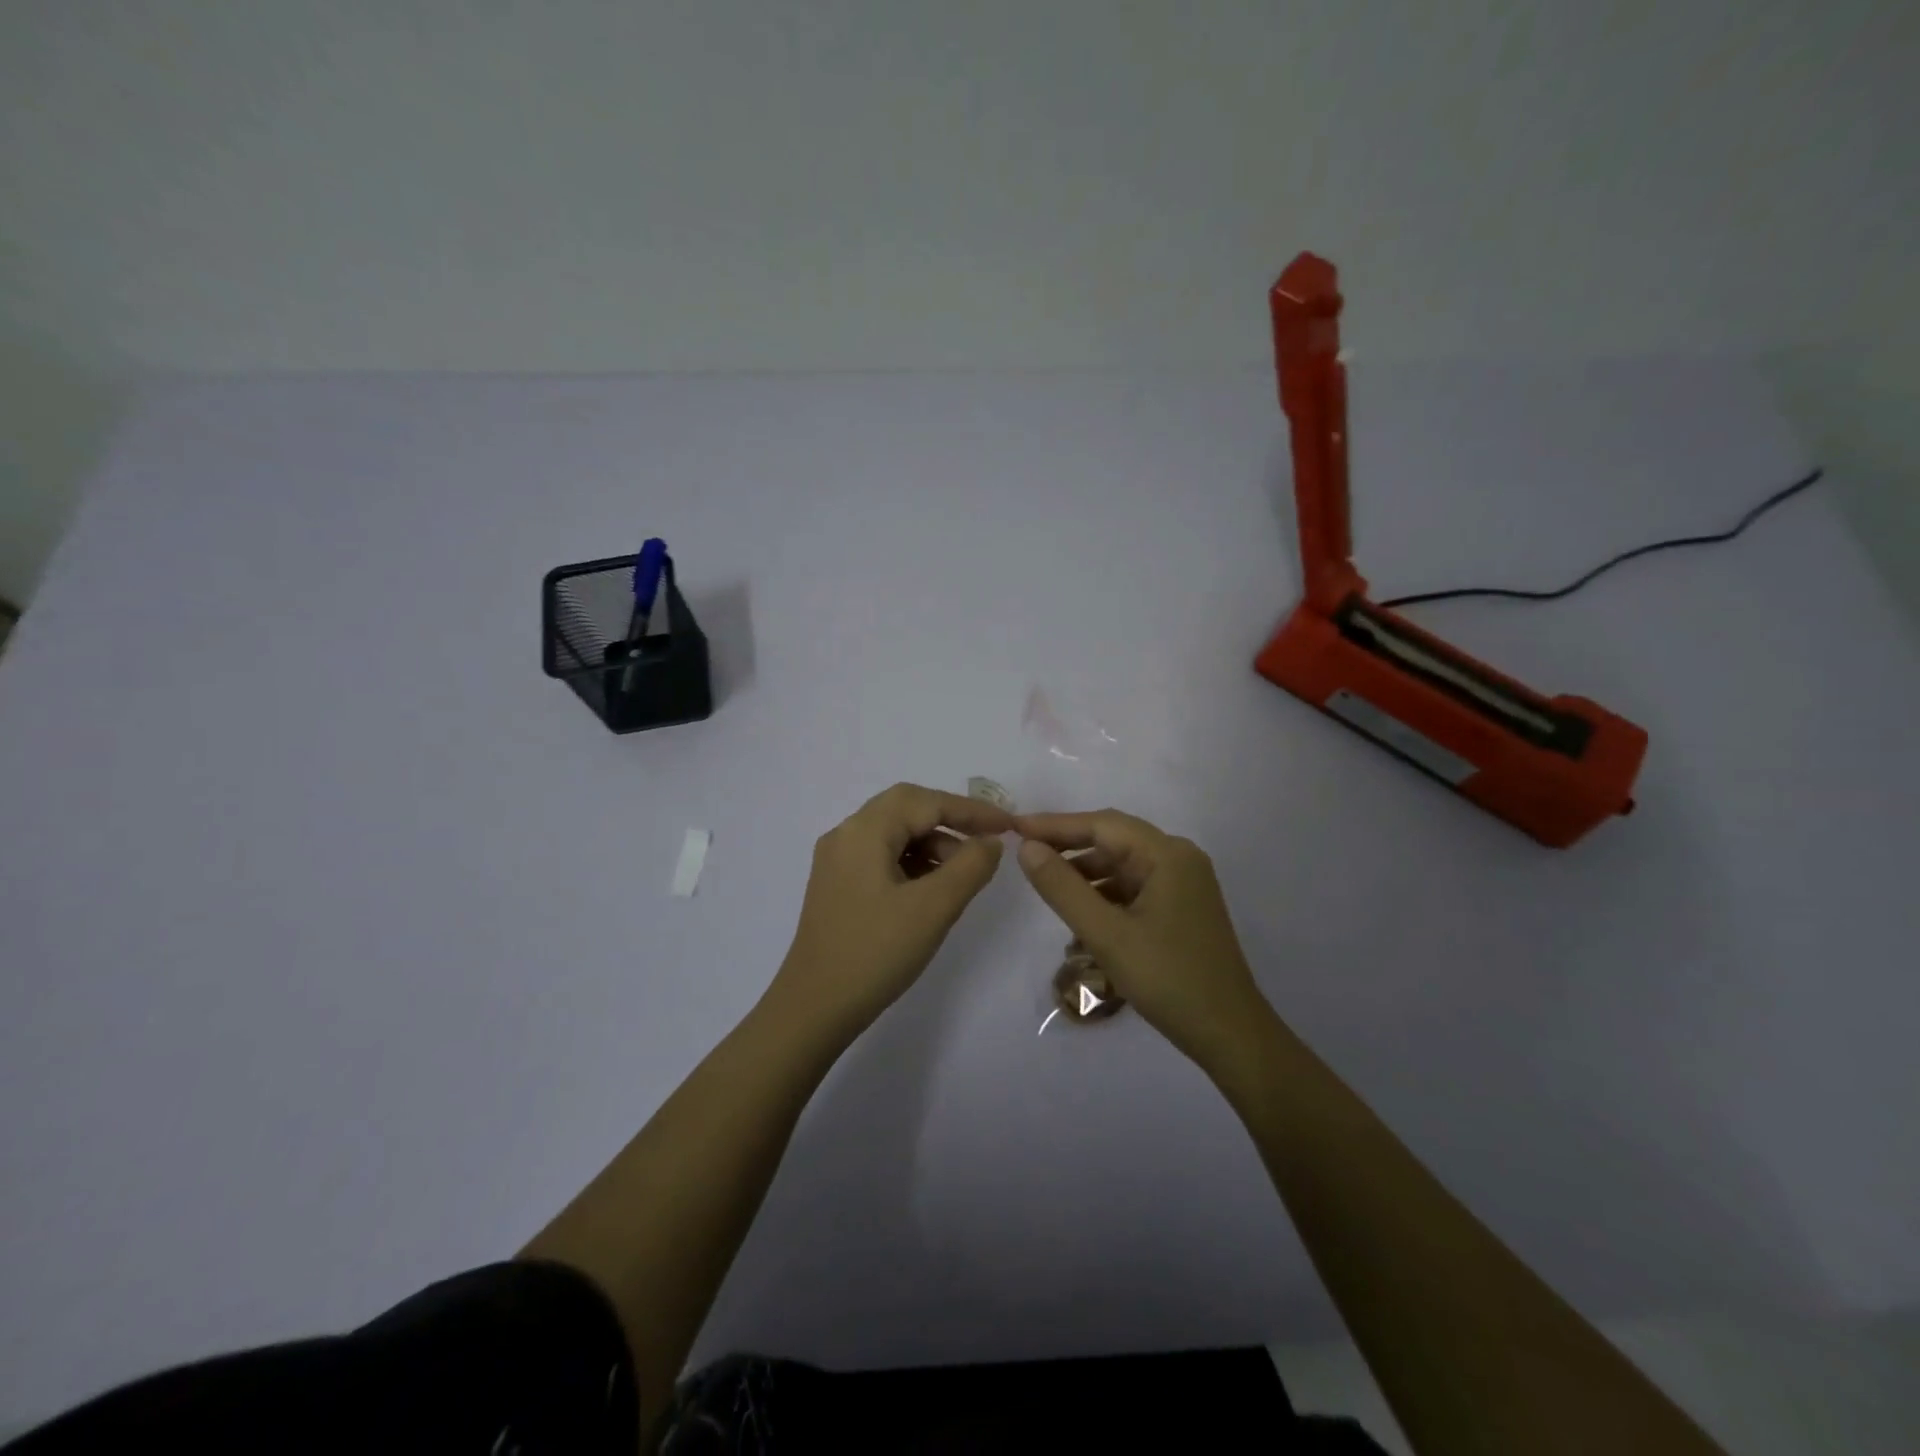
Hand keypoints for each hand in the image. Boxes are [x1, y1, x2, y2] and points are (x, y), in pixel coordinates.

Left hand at [773, 784, 1011, 1035]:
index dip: (971, 809)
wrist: (813, 1009)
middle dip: (951, 821)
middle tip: (988, 841)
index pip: (925, 802)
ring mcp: (837, 862)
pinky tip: (934, 889)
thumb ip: (970, 866)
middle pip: (906, 809)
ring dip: (932, 844)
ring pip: (894, 834)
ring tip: (965, 873)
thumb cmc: (875, 952)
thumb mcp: (933, 908)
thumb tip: (991, 841)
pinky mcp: (837, 887)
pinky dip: (914, 863)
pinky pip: (882, 857)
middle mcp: (845, 835)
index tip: (1009, 825)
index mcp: (863, 831)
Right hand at [1015, 810, 1270, 1069]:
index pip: (1102, 824)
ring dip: (1086, 874)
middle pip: (1114, 840)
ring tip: (1047, 888)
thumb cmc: (1168, 980)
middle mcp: (1179, 859)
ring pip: (1122, 866)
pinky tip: (1081, 916)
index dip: (1056, 825)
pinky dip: (1105, 896)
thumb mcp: (1106, 934)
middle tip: (1025, 855)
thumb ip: (1063, 888)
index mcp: (1167, 855)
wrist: (1230, 1034)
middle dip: (1069, 847)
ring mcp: (1183, 884)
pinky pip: (1134, 888)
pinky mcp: (1181, 908)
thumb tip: (1027, 848)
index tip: (1015, 828)